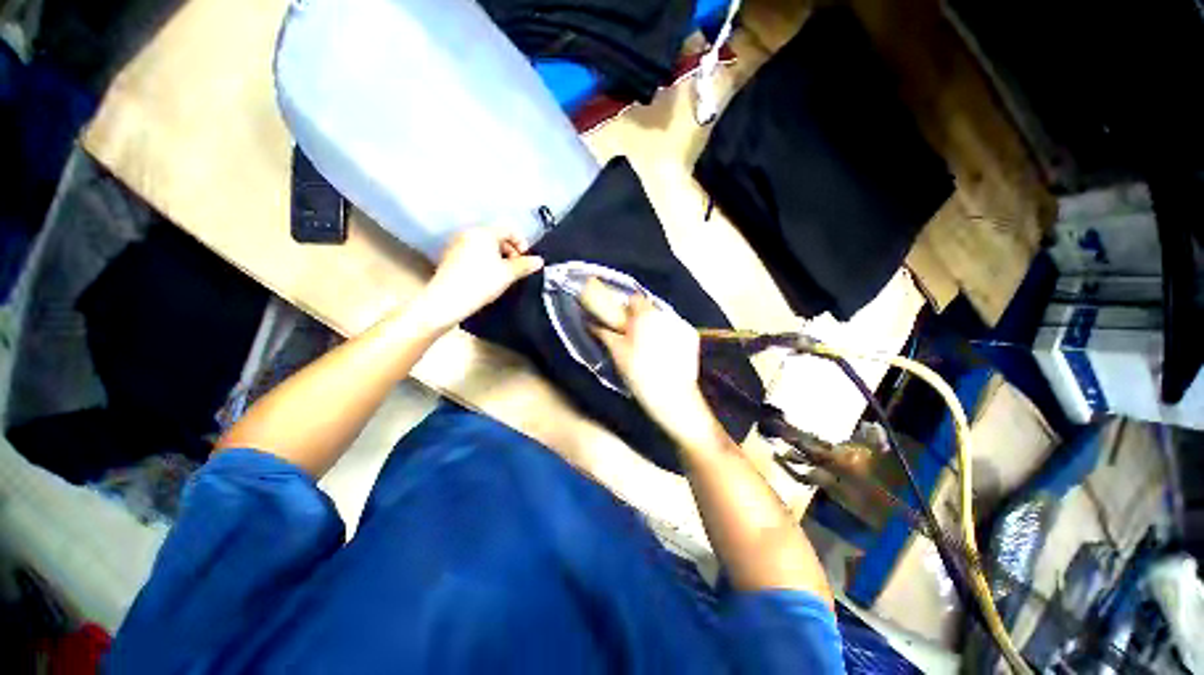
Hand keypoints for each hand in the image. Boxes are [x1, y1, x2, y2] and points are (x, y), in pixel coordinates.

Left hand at [412, 228, 543, 330]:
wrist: (447, 301)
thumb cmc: (480, 283)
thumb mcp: (508, 274)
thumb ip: (525, 265)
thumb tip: (539, 260)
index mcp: (483, 233)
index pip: (509, 229)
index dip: (522, 243)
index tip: (526, 260)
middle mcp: (468, 234)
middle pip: (496, 237)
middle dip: (510, 251)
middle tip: (516, 269)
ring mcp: (457, 245)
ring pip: (485, 246)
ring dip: (498, 258)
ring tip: (503, 275)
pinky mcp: (451, 258)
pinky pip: (474, 254)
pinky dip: (485, 262)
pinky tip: (487, 279)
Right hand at [587, 284, 718, 447]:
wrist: (674, 398)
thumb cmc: (641, 374)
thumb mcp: (618, 353)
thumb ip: (605, 334)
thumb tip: (591, 323)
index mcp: (646, 315)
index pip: (635, 299)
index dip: (626, 309)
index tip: (621, 323)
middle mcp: (666, 315)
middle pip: (650, 309)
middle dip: (640, 319)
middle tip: (633, 338)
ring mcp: (682, 325)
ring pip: (662, 319)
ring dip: (654, 327)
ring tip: (650, 349)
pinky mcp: (692, 337)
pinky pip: (675, 329)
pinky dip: (668, 335)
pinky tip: (665, 354)